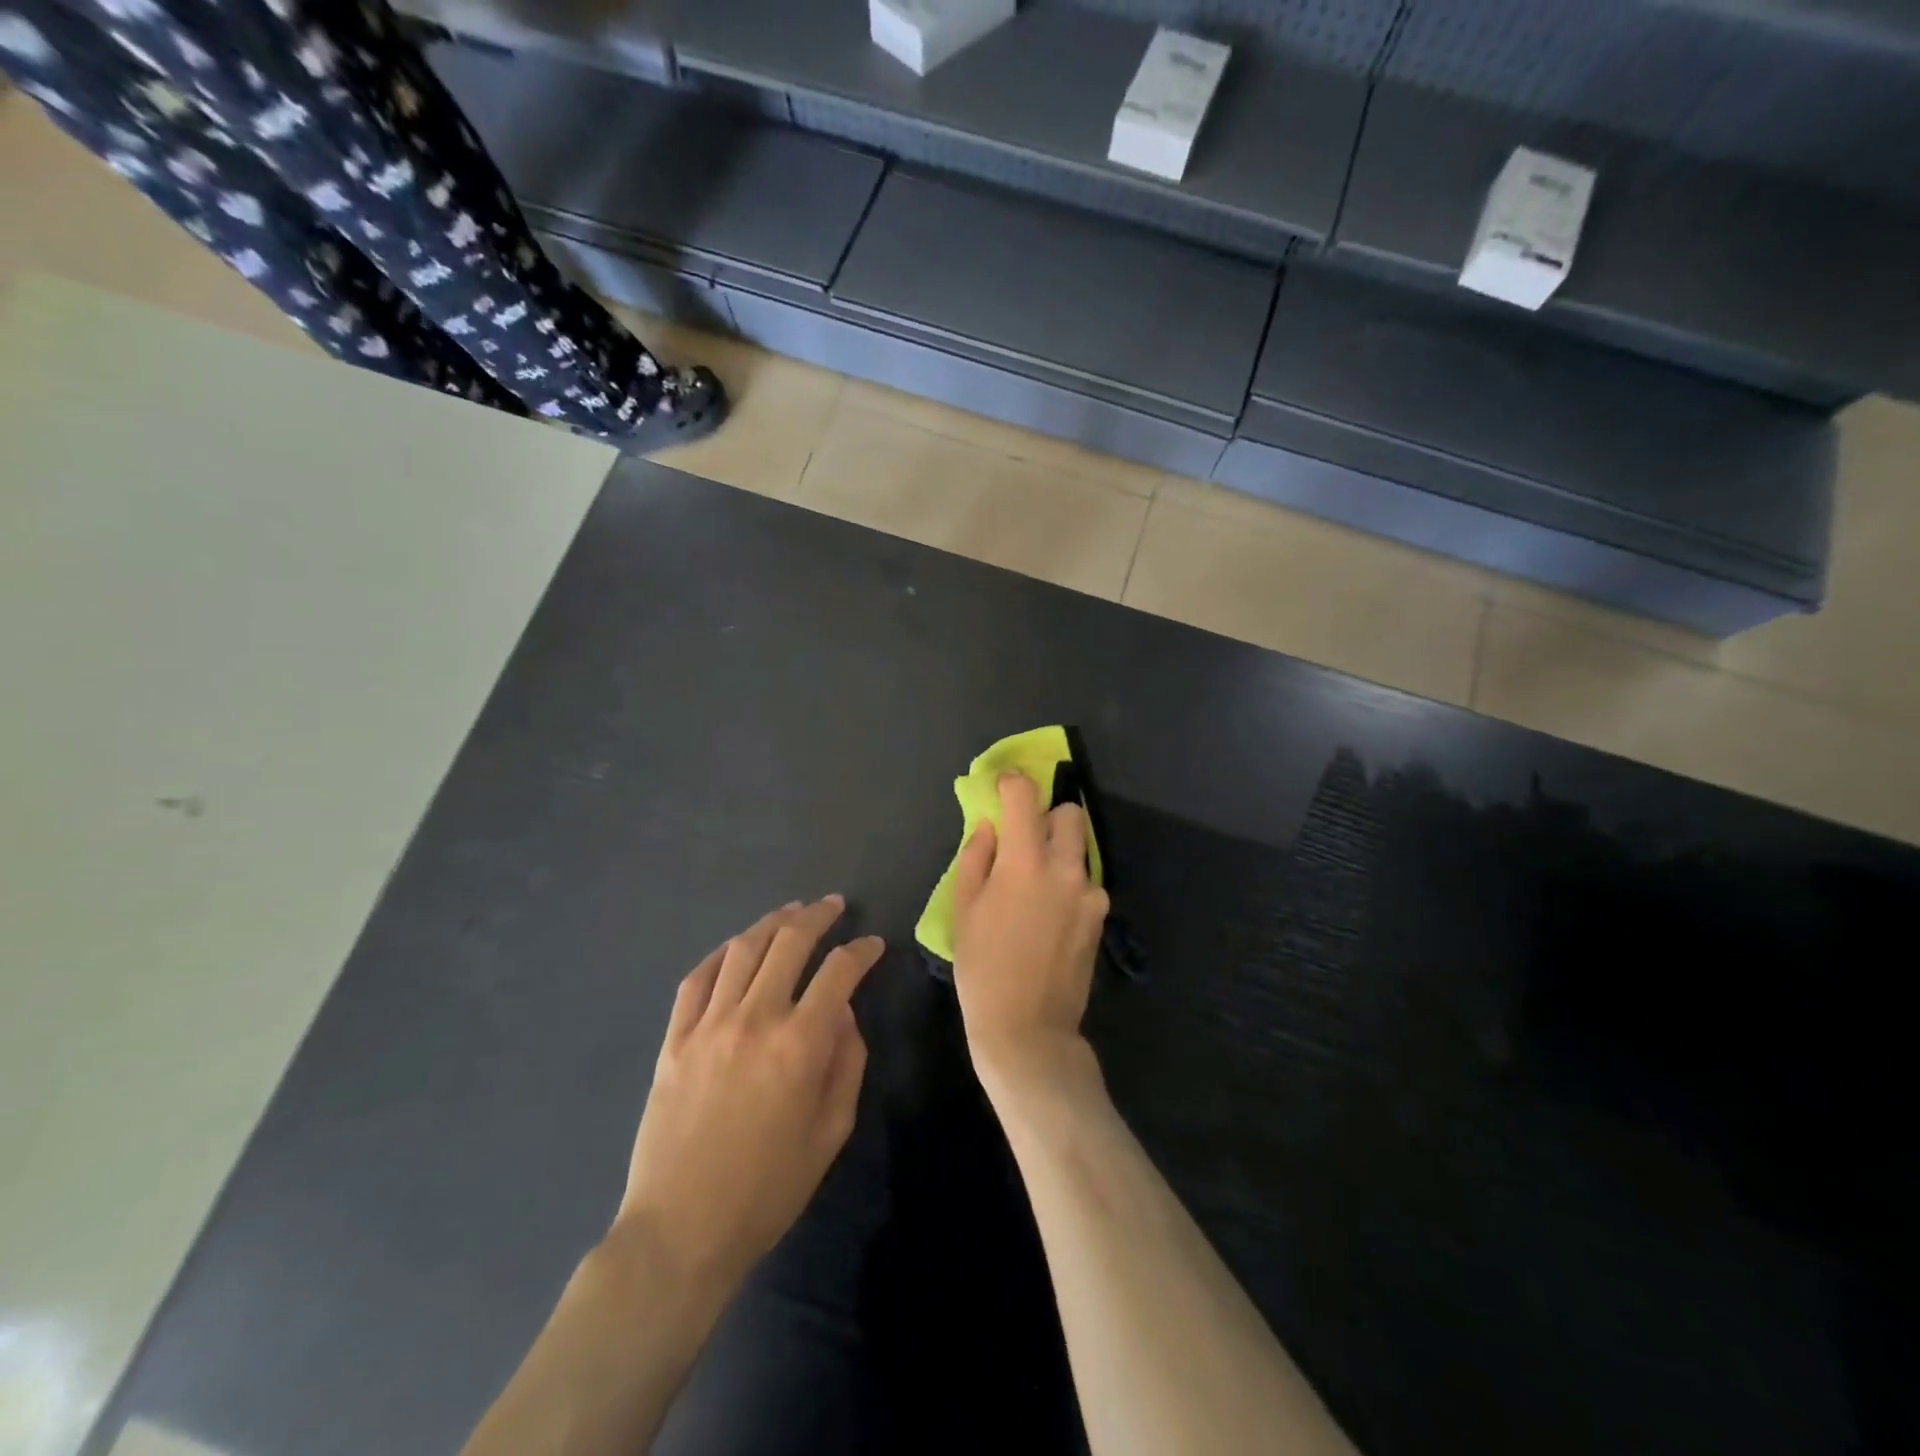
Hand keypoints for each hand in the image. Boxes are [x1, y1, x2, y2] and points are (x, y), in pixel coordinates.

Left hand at [613, 896, 882, 1297]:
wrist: (681, 1230)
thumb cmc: (768, 1188)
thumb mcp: (831, 1132)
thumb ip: (846, 1063)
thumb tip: (843, 1012)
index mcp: (800, 1043)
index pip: (839, 972)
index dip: (861, 950)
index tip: (873, 944)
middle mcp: (755, 1018)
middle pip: (789, 943)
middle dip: (818, 916)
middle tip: (834, 905)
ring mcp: (708, 1024)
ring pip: (743, 949)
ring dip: (772, 923)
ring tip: (791, 912)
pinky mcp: (674, 1038)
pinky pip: (697, 978)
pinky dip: (721, 954)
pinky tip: (736, 947)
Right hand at [951, 774, 1109, 1101]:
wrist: (1028, 1027)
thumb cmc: (983, 967)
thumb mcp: (964, 909)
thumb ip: (976, 858)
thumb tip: (989, 827)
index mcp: (1025, 861)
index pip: (1026, 797)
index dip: (1012, 783)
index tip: (1002, 786)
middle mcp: (1065, 867)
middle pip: (1069, 813)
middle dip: (1046, 816)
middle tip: (1024, 839)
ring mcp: (1090, 892)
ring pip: (1080, 848)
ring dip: (1059, 851)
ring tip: (1035, 884)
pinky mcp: (1100, 916)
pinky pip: (1085, 881)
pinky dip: (1069, 881)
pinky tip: (1050, 913)